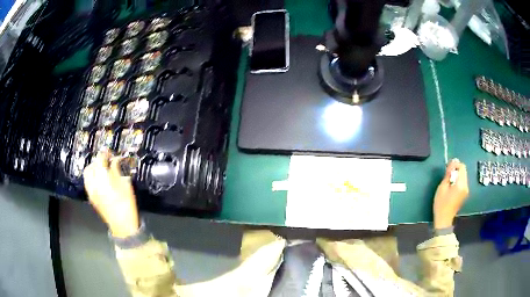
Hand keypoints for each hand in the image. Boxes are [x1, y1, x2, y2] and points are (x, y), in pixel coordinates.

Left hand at [83, 151, 139, 237]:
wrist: (122, 226)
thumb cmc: (126, 206)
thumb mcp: (126, 186)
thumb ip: (118, 170)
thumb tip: (115, 160)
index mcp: (102, 179)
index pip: (100, 159)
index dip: (105, 153)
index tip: (110, 152)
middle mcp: (93, 184)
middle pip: (91, 165)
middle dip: (98, 160)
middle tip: (107, 160)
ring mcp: (90, 191)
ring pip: (87, 173)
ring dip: (93, 167)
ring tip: (102, 168)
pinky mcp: (91, 197)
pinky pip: (88, 181)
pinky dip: (92, 176)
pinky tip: (99, 179)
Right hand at [433, 159, 468, 228]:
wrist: (444, 220)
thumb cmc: (441, 204)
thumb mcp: (442, 188)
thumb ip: (448, 175)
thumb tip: (451, 165)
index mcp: (461, 184)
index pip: (462, 167)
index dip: (455, 164)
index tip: (448, 167)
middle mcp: (466, 186)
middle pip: (463, 171)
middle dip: (456, 169)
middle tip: (447, 173)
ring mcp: (466, 191)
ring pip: (463, 176)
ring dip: (457, 175)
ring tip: (449, 180)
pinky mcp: (464, 194)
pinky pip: (463, 182)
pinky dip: (458, 181)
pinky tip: (451, 186)